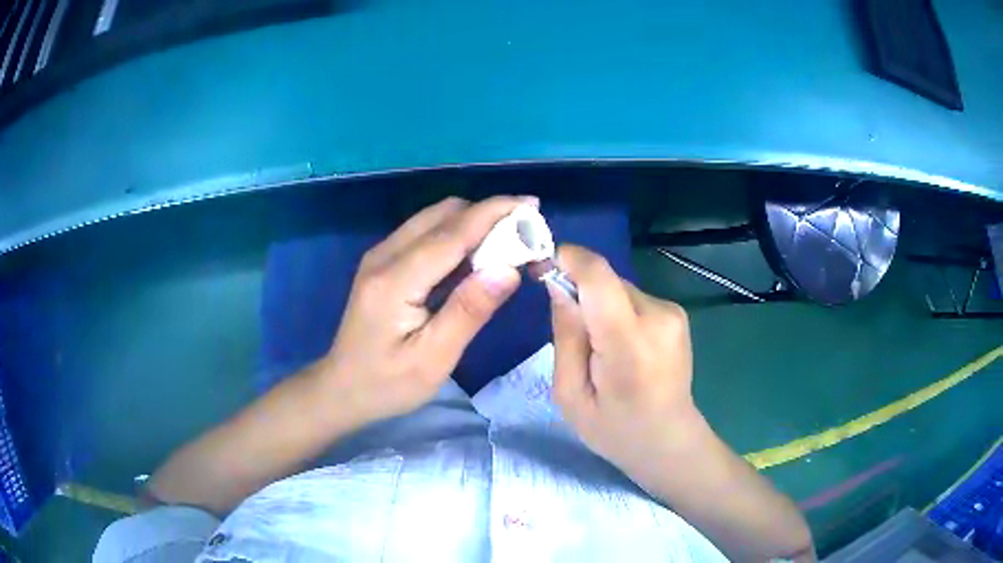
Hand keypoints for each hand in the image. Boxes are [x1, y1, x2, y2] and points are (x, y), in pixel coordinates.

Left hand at [321, 196, 531, 423]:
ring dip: (473, 221)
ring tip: (508, 242)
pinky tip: (476, 254)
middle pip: (442, 214)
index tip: (532, 205)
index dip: (494, 214)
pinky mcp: (383, 261)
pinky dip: (457, 234)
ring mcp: (380, 255)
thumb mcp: (433, 359)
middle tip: (525, 233)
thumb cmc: (388, 383)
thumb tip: (509, 269)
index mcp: (395, 280)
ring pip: (434, 218)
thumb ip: (469, 311)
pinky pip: (425, 232)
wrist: (342, 388)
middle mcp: (384, 255)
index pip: (452, 232)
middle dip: (487, 214)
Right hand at [549, 246, 814, 560]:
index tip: (542, 268)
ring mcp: (673, 312)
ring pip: (618, 288)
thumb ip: (565, 336)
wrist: (670, 441)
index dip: (567, 259)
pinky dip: (617, 313)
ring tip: (601, 349)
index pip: (597, 275)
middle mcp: (658, 316)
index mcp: (629, 343)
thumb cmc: (614, 430)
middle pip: (606, 281)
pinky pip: (632, 298)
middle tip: (572, 335)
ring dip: (599, 307)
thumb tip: (558, 284)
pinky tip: (621, 348)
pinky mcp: (677, 312)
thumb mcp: (570, 395)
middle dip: (580, 294)